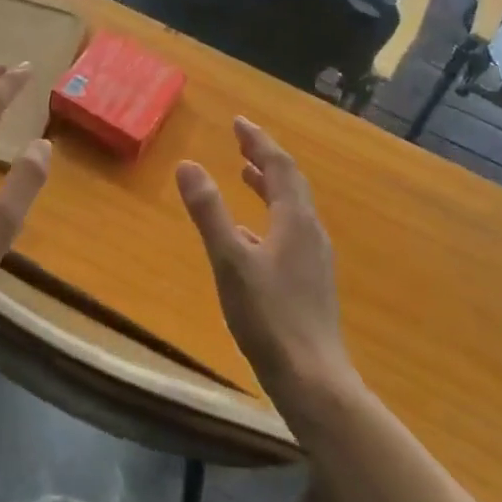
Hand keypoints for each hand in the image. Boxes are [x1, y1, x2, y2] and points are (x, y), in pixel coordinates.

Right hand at [176, 118, 354, 403]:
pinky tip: (249, 235)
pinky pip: (289, 232)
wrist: (313, 379)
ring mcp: (313, 259)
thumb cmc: (269, 317)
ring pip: (291, 208)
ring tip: (245, 174)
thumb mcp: (230, 261)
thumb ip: (209, 213)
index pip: (279, 166)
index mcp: (295, 221)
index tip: (238, 122)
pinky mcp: (310, 282)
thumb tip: (188, 165)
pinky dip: (269, 216)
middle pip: (290, 183)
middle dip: (264, 158)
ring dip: (268, 186)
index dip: (258, 141)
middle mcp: (310, 232)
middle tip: (240, 140)